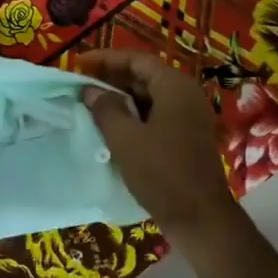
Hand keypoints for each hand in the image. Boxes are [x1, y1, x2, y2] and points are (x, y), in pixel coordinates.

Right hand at [77, 50, 237, 238]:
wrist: (199, 218)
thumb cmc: (161, 173)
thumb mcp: (125, 139)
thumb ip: (105, 109)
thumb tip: (90, 91)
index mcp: (175, 87)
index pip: (137, 60)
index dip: (106, 59)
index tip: (78, 64)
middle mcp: (186, 96)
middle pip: (145, 76)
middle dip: (112, 78)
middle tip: (81, 84)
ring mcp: (189, 119)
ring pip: (149, 97)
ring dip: (121, 99)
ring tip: (90, 105)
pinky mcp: (187, 139)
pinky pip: (156, 116)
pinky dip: (133, 116)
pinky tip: (111, 128)